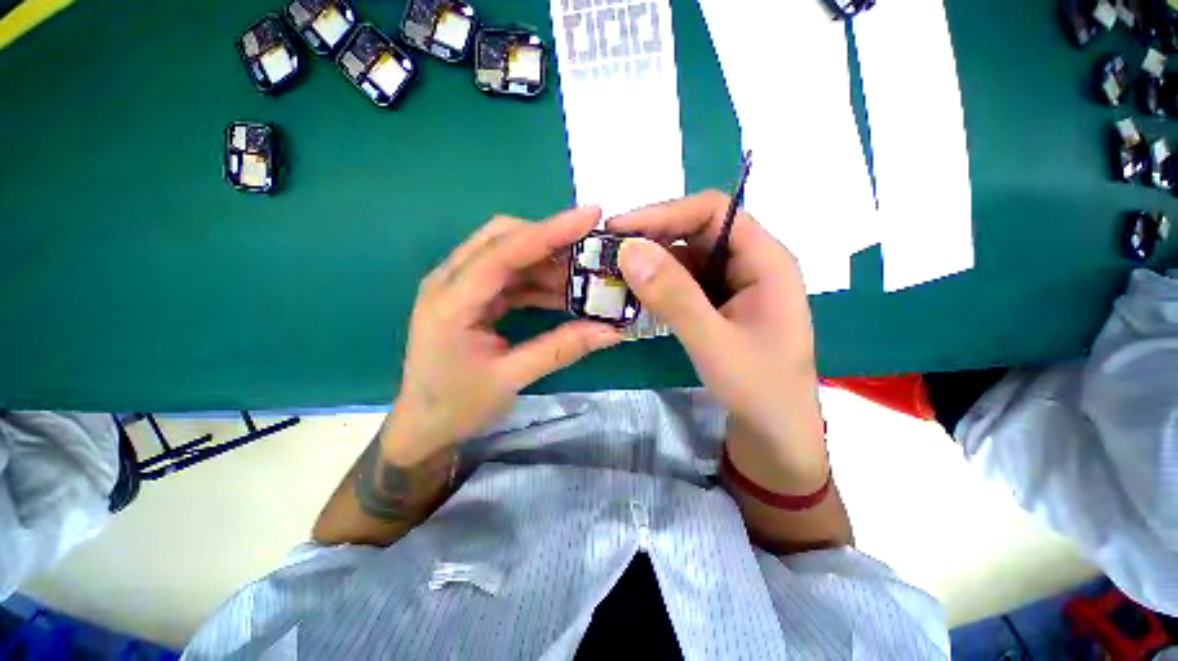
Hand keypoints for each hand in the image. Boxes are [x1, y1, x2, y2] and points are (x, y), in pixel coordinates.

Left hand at [386, 206, 622, 464]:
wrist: (423, 426)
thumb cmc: (458, 405)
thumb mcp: (512, 379)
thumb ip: (561, 349)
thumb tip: (611, 330)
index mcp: (451, 301)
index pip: (504, 252)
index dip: (550, 232)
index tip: (590, 216)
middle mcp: (450, 282)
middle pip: (502, 239)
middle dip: (550, 239)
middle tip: (590, 249)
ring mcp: (459, 288)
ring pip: (508, 255)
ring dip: (547, 262)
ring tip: (584, 275)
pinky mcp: (471, 298)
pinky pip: (509, 277)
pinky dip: (537, 280)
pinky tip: (563, 293)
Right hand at [608, 192, 825, 487]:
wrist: (776, 433)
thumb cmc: (759, 389)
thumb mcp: (714, 343)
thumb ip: (674, 297)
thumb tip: (628, 250)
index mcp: (765, 261)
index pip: (713, 212)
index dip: (665, 213)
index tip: (619, 229)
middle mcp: (750, 264)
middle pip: (697, 232)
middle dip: (652, 239)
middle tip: (608, 253)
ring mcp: (733, 284)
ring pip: (686, 258)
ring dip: (651, 265)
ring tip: (614, 276)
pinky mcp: (718, 304)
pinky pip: (684, 283)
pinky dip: (658, 286)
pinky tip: (636, 296)